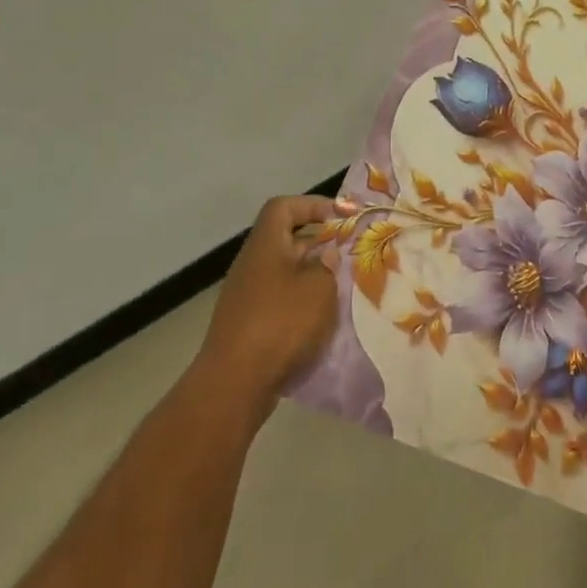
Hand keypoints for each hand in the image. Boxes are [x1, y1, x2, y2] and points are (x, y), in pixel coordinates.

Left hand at [194, 194, 339, 419]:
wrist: (234, 383)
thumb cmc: (280, 324)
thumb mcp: (318, 288)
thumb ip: (328, 265)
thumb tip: (326, 255)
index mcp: (265, 245)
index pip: (284, 207)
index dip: (312, 204)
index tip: (342, 217)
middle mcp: (253, 264)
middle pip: (287, 239)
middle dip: (321, 244)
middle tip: (352, 254)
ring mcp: (248, 296)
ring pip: (287, 272)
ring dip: (315, 276)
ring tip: (345, 287)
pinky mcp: (249, 324)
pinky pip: (281, 300)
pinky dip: (303, 302)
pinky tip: (324, 319)